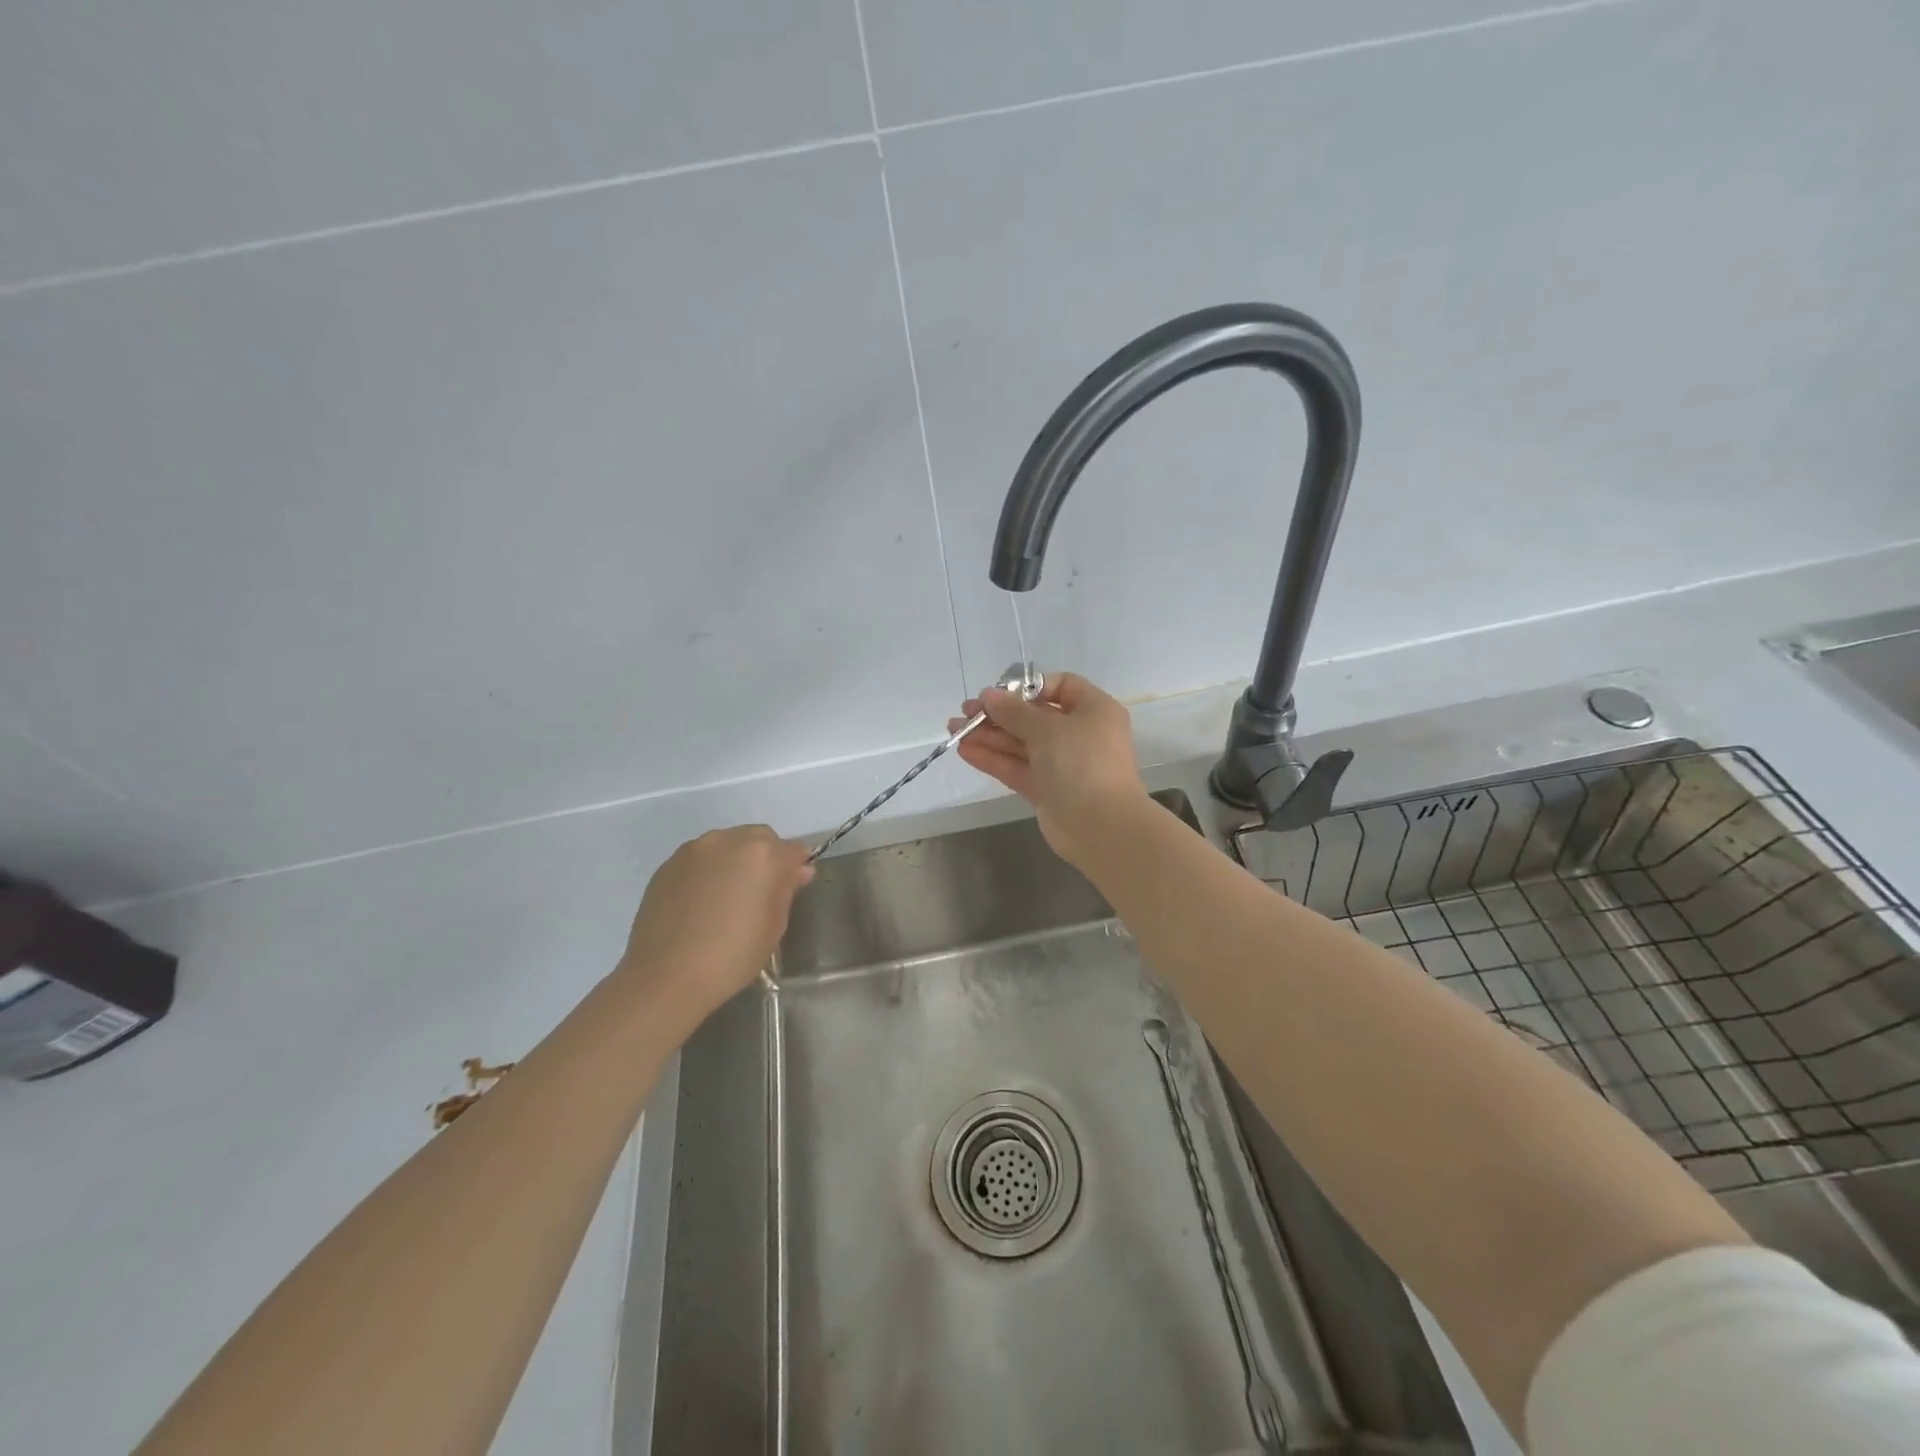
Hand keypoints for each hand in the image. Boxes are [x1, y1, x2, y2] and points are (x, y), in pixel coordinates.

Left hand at [618, 825, 814, 1028]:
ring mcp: (695, 849)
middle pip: (760, 838)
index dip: (795, 868)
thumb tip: (797, 871)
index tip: (790, 889)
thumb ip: (786, 890)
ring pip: (727, 843)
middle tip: (759, 892)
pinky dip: (708, 870)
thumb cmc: (732, 956)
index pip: (793, 850)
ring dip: (735, 860)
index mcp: (763, 855)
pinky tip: (700, 902)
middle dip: (766, 857)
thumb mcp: (774, 927)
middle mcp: (729, 840)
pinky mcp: (668, 864)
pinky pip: (700, 857)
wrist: (664, 976)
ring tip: (726, 896)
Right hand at [950, 671, 1147, 863]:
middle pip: (1034, 716)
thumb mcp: (1048, 729)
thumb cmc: (1082, 764)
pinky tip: (965, 750)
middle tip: (964, 712)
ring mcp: (1062, 764)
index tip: (999, 693)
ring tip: (954, 730)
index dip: (1029, 687)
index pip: (1061, 686)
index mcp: (1093, 710)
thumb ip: (1015, 712)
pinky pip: (1017, 767)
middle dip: (998, 714)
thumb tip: (989, 695)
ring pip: (1021, 743)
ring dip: (989, 735)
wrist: (1101, 827)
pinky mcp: (1047, 789)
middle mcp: (1079, 734)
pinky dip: (993, 758)